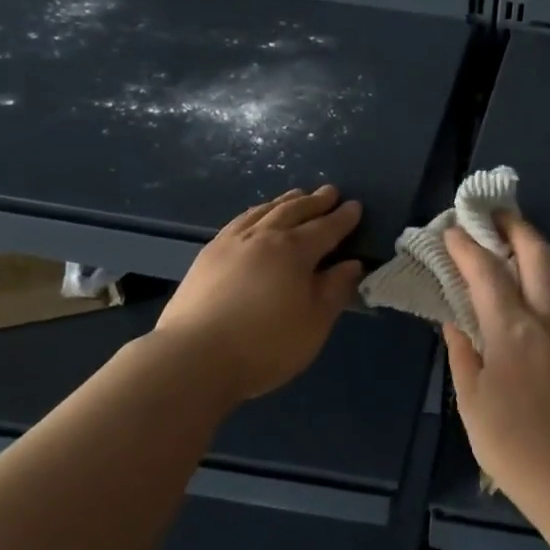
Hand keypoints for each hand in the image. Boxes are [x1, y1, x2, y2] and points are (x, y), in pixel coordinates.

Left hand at [152, 186, 363, 403]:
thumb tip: (351, 264)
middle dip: (314, 202)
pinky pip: (238, 222)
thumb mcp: (315, 322)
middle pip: (293, 212)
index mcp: (294, 251)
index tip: (355, 206)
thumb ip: (335, 290)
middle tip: (329, 192)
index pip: (325, 229)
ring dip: (284, 202)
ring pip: (262, 211)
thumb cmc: (266, 344)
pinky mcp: (207, 256)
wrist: (194, 357)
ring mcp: (230, 243)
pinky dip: (255, 213)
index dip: (342, 218)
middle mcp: (262, 237)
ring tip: (295, 195)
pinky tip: (254, 218)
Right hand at [441, 214, 549, 521]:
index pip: (487, 272)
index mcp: (514, 332)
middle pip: (537, 253)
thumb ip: (462, 350)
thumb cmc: (512, 446)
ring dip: (543, 244)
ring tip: (522, 240)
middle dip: (513, 227)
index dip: (466, 247)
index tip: (451, 231)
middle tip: (492, 217)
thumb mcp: (471, 400)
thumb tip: (455, 317)